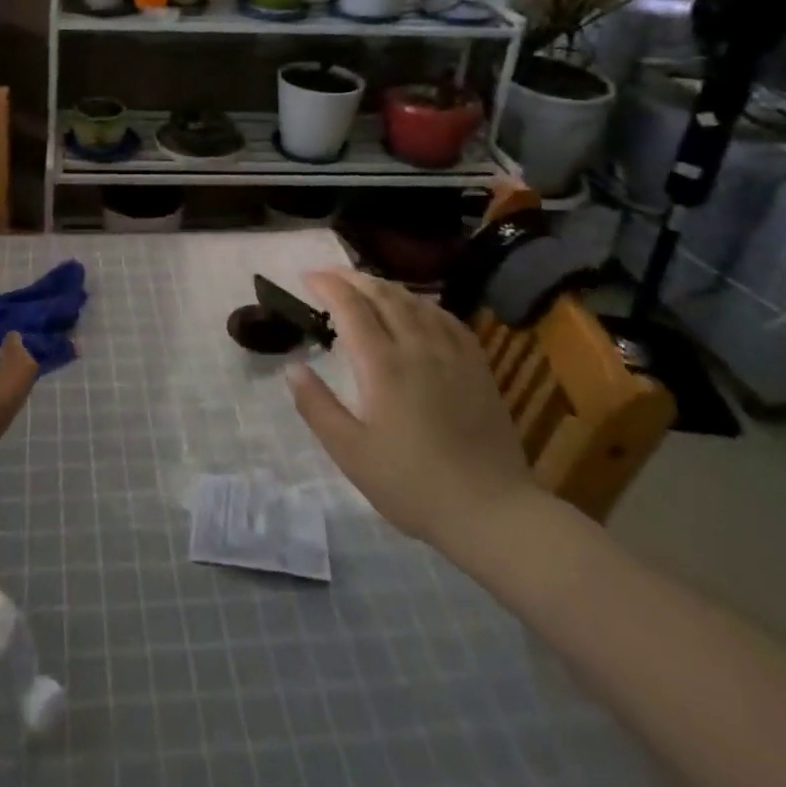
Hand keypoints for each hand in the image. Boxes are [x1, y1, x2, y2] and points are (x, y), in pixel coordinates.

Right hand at [287, 270, 541, 563]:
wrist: (492, 512)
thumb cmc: (413, 485)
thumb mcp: (351, 453)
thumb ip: (317, 406)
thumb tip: (293, 367)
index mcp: (382, 365)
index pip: (350, 307)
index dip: (327, 285)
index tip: (307, 277)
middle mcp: (417, 346)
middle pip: (383, 295)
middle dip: (352, 278)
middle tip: (330, 274)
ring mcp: (452, 354)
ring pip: (416, 301)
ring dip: (385, 286)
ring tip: (366, 286)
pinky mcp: (477, 366)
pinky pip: (447, 318)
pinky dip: (423, 303)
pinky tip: (417, 308)